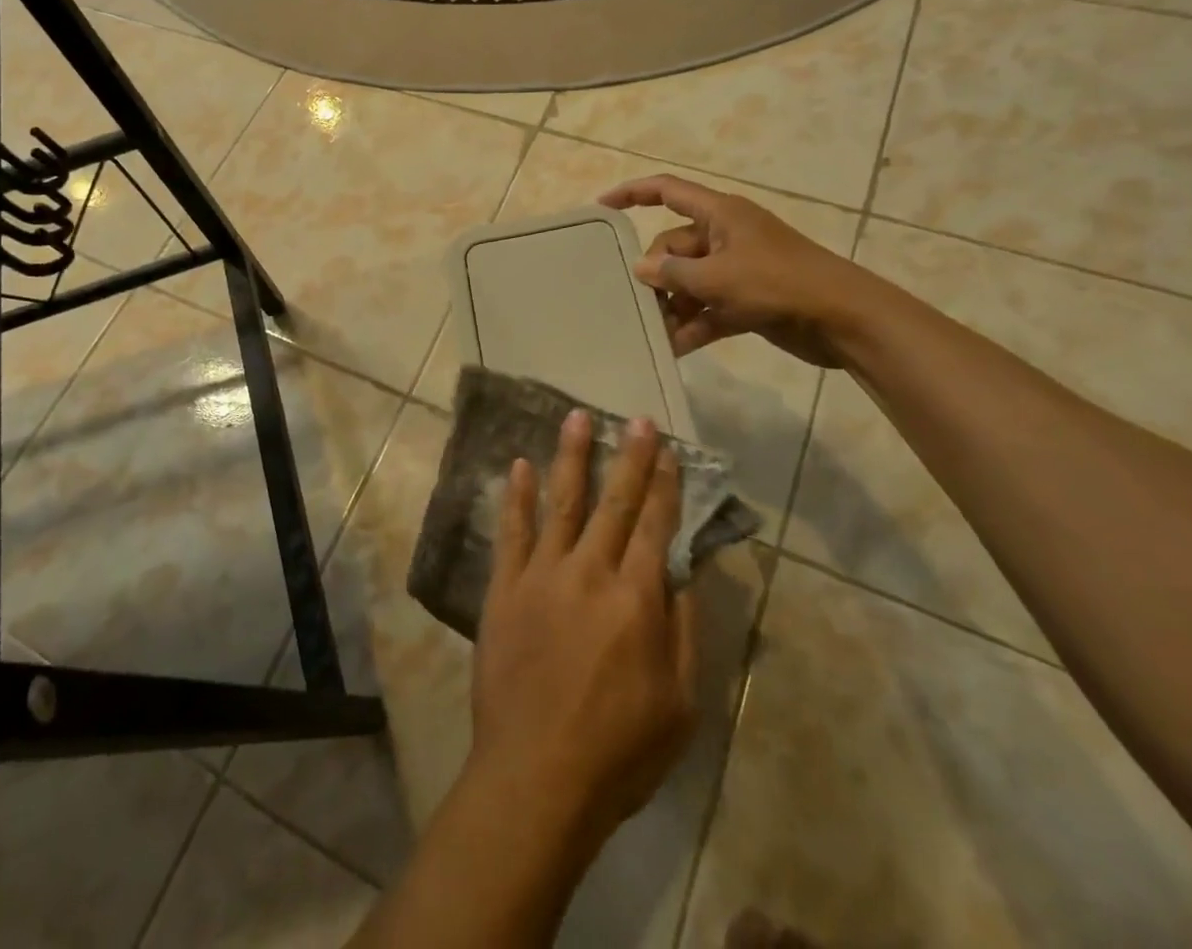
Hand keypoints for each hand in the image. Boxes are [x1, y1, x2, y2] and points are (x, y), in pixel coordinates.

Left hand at [470, 408, 697, 855]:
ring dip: (570, 458)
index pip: (654, 526)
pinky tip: (518, 465)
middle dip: (628, 457)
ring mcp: (541, 574)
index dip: (663, 484)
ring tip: (575, 417)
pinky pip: (511, 531)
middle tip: (635, 418)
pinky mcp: (504, 587)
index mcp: (636, 598)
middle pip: (613, 503)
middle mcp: (590, 572)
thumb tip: (686, 570)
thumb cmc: (620, 749)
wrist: (537, 774)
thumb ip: (683, 629)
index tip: (666, 448)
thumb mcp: (680, 703)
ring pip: (561, 503)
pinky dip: (516, 496)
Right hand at [600, 174, 862, 367]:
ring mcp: (736, 270)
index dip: (633, 194)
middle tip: (636, 303)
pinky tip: (672, 349)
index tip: (601, 206)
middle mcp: (724, 237)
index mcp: (720, 215)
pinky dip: (692, 326)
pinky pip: (707, 309)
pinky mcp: (746, 301)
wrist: (844, 320)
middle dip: (655, 275)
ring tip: (651, 333)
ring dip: (672, 307)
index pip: (667, 192)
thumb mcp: (718, 277)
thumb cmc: (778, 284)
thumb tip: (640, 269)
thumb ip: (673, 273)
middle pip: (673, 247)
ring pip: (689, 283)